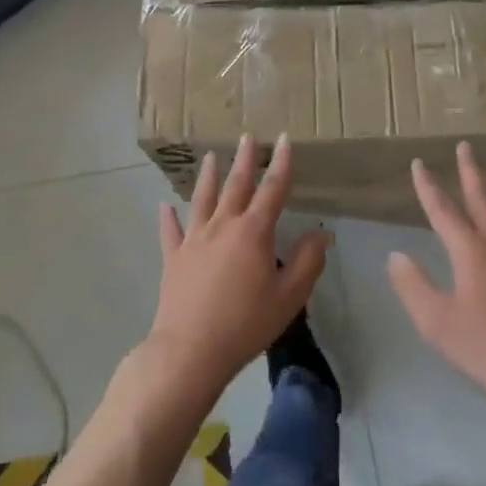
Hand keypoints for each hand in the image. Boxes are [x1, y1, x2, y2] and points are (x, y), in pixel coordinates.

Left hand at [145, 134, 328, 400]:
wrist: (191, 349)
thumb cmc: (246, 323)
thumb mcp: (290, 296)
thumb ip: (308, 262)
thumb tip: (320, 233)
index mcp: (254, 232)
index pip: (272, 189)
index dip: (281, 163)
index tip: (284, 139)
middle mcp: (223, 226)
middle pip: (236, 185)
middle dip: (244, 159)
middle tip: (248, 136)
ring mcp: (194, 240)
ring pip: (202, 200)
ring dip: (208, 177)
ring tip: (211, 157)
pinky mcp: (173, 258)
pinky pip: (170, 231)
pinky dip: (168, 217)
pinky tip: (164, 206)